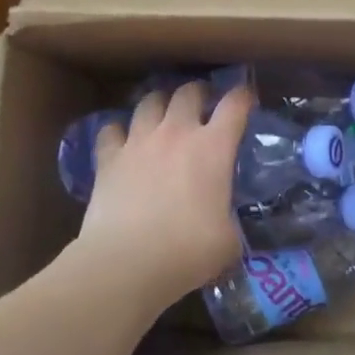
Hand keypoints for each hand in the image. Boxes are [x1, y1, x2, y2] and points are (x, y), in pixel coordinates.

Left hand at [72, 82, 252, 314]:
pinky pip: (111, 130)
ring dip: (160, 104)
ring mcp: (138, 142)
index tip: (247, 98)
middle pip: (188, 92)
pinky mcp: (107, 158)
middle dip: (199, 93)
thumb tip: (224, 222)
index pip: (235, 105)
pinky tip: (122, 142)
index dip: (244, 96)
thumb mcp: (228, 239)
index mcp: (213, 148)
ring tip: (163, 116)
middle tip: (203, 105)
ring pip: (149, 101)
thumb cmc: (188, 251)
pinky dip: (118, 132)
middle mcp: (176, 133)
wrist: (128, 262)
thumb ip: (228, 219)